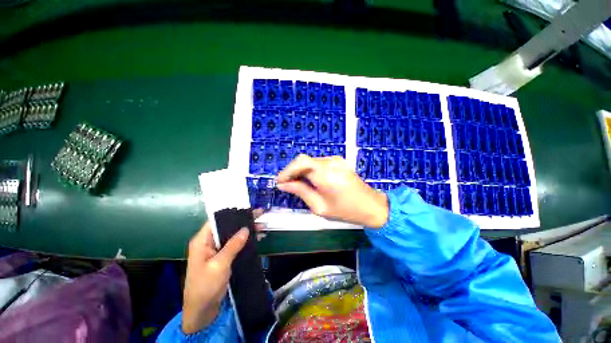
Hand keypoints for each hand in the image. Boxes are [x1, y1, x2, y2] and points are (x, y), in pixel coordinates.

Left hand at [182, 209, 264, 333]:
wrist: (202, 311)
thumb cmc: (206, 286)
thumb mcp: (220, 264)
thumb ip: (233, 245)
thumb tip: (245, 229)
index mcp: (202, 241)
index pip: (216, 220)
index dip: (232, 214)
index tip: (248, 209)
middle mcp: (208, 242)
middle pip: (227, 227)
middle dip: (243, 222)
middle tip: (260, 216)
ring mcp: (216, 250)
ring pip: (233, 236)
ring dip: (247, 231)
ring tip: (262, 226)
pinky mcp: (222, 258)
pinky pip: (235, 245)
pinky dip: (245, 241)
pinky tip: (257, 238)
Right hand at [277, 155, 388, 228]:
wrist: (371, 206)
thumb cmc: (346, 211)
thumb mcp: (319, 206)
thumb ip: (300, 191)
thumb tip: (284, 185)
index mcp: (325, 174)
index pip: (300, 163)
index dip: (287, 171)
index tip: (279, 182)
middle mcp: (330, 162)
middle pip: (303, 160)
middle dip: (292, 171)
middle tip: (286, 185)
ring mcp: (335, 160)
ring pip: (310, 161)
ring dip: (300, 171)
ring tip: (296, 184)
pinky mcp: (338, 161)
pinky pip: (318, 163)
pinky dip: (309, 170)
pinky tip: (309, 181)